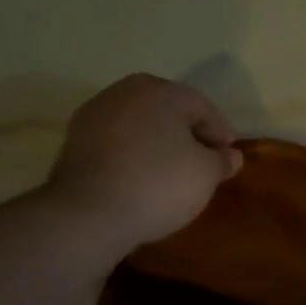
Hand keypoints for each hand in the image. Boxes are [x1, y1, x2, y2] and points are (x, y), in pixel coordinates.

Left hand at [45, 74, 243, 250]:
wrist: (89, 213)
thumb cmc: (160, 183)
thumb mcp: (207, 173)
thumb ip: (223, 160)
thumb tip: (230, 155)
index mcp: (160, 91)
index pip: (202, 107)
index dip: (221, 133)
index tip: (230, 158)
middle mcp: (124, 92)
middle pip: (168, 112)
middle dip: (189, 136)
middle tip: (205, 164)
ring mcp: (94, 115)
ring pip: (141, 127)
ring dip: (160, 145)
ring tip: (174, 175)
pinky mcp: (75, 142)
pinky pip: (118, 144)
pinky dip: (135, 156)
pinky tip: (144, 179)